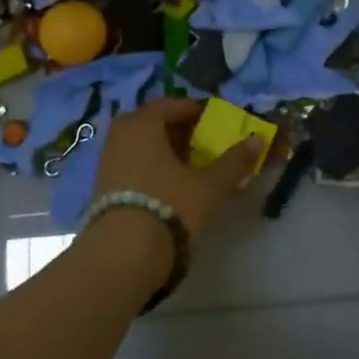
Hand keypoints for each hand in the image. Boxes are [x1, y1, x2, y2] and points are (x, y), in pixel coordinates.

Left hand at [90, 98, 264, 245]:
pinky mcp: (101, 187)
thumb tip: (258, 139)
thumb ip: (234, 161)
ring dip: (162, 150)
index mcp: (143, 123)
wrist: (124, 254)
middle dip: (176, 130)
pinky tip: (166, 187)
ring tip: (187, 168)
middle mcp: (120, 135)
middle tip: (201, 143)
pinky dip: (149, 167)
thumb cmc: (170, 206)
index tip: (214, 123)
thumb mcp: (209, 185)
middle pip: (152, 123)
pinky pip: (130, 164)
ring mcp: (106, 161)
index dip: (195, 111)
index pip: (171, 104)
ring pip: (139, 145)